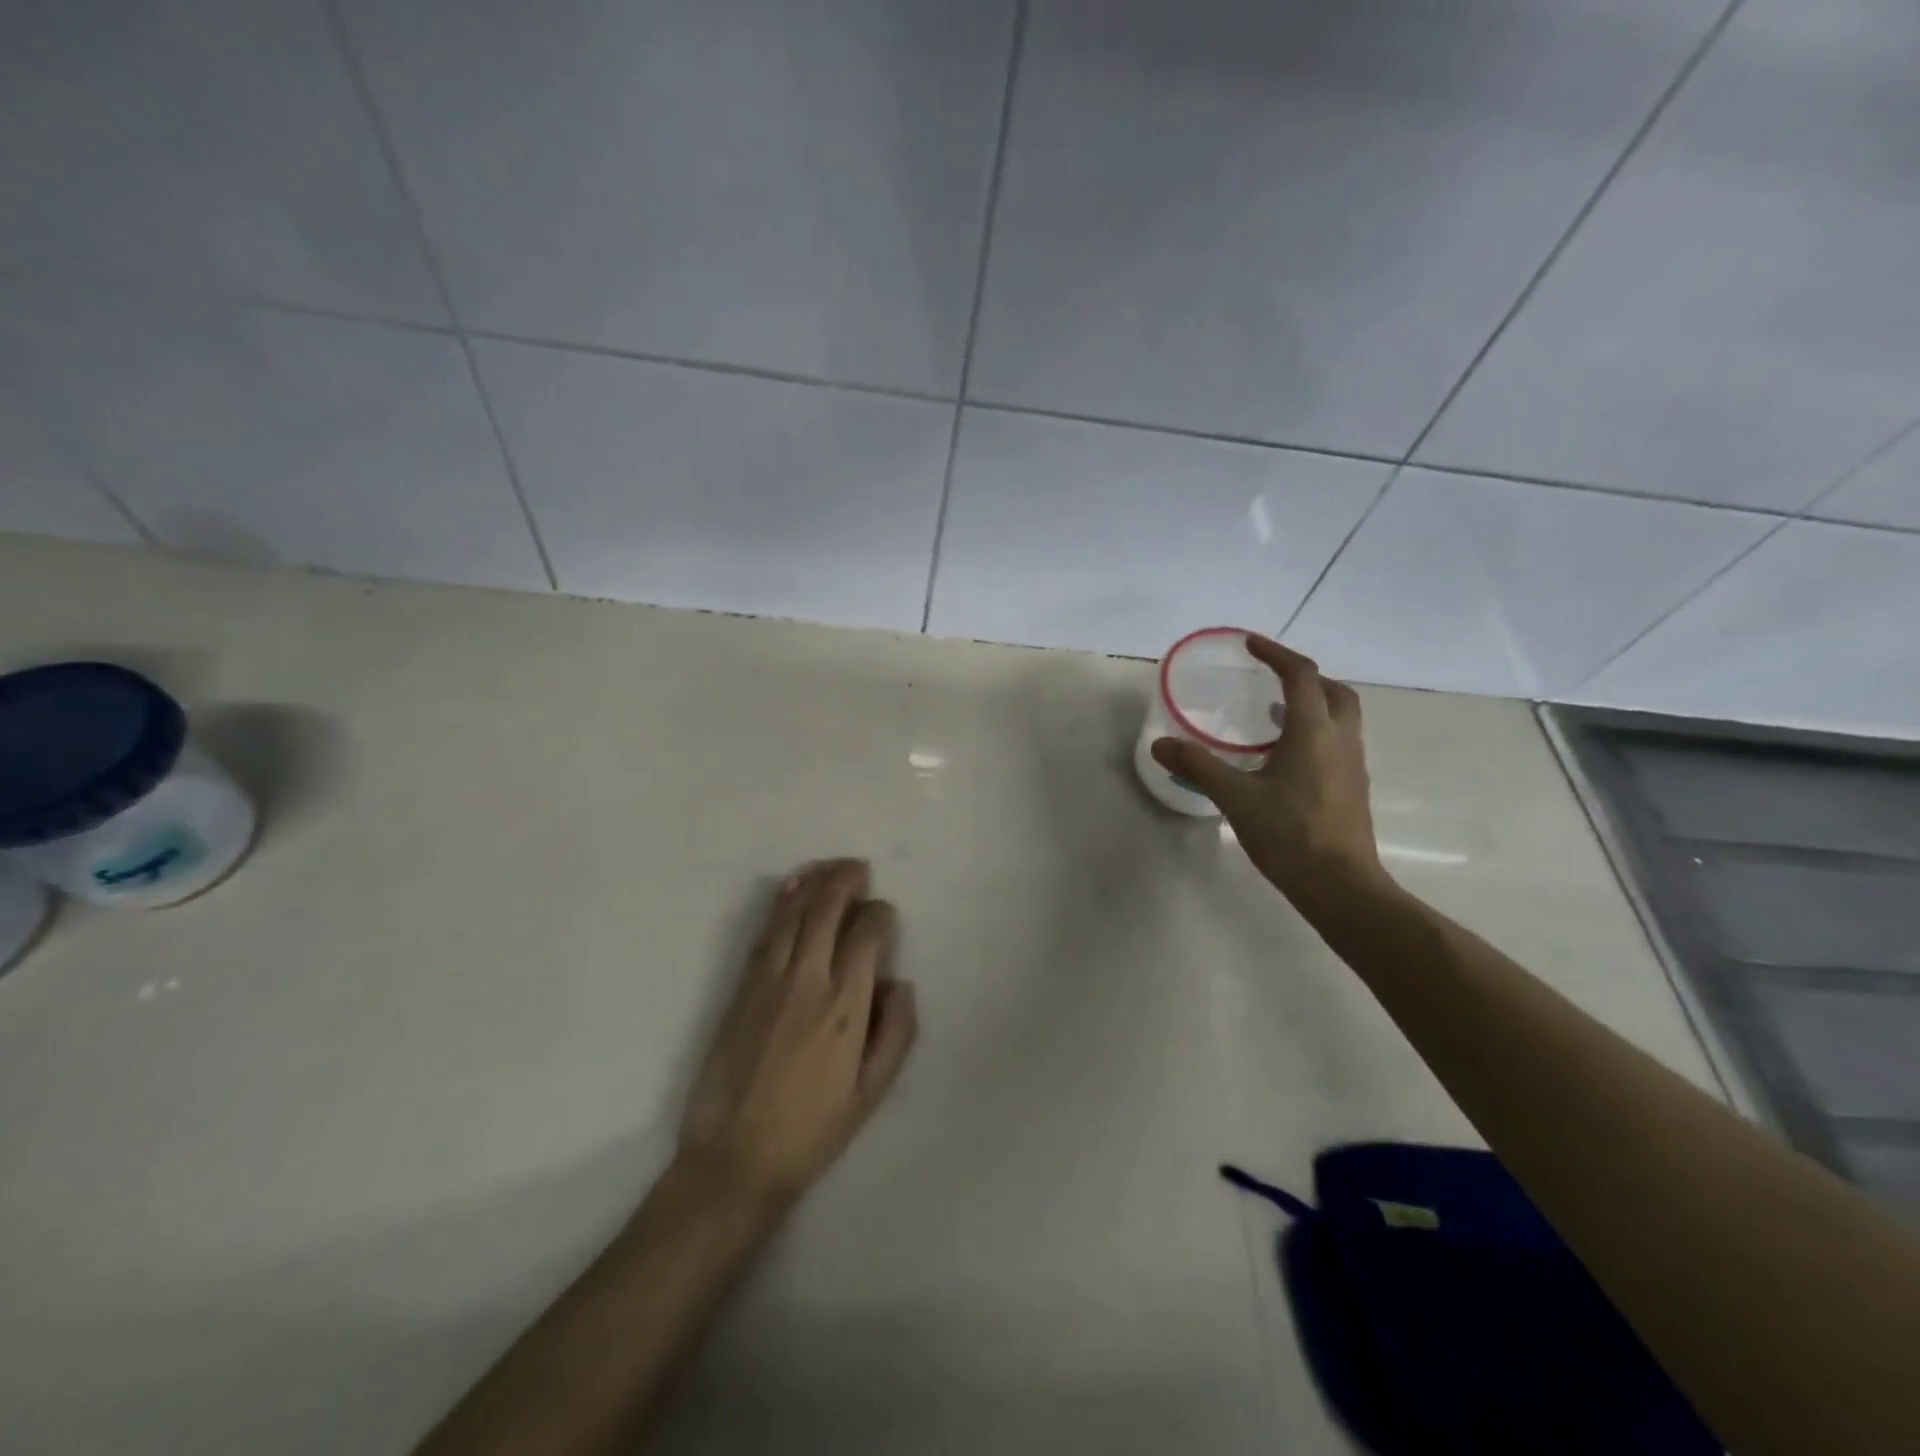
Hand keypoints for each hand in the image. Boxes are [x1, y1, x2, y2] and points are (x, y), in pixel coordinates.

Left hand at [677, 859, 917, 1205]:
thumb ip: (896, 1032)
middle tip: (860, 868)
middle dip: (846, 880)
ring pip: (792, 913)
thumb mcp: (872, 1092)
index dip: (881, 915)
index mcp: (845, 1005)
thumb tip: (898, 983)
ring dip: (812, 882)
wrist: (735, 1158)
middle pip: (826, 910)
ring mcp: (767, 981)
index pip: (866, 934)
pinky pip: (765, 934)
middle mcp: (806, 980)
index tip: (885, 916)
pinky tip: (790, 890)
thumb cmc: (813, 1129)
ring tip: (829, 866)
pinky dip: (780, 904)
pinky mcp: (740, 988)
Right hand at [1151, 636, 1386, 911]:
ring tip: (1272, 715)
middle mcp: (1340, 740)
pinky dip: (1314, 732)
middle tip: (1270, 679)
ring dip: (1311, 704)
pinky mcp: (1352, 788)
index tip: (1250, 644)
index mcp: (1314, 731)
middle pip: (1332, 691)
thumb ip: (1199, 766)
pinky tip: (1284, 758)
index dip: (1276, 653)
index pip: (1301, 675)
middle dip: (1303, 677)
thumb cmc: (1290, 834)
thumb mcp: (1236, 798)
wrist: (1342, 886)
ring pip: (1340, 717)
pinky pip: (1337, 742)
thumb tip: (1160, 744)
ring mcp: (1352, 765)